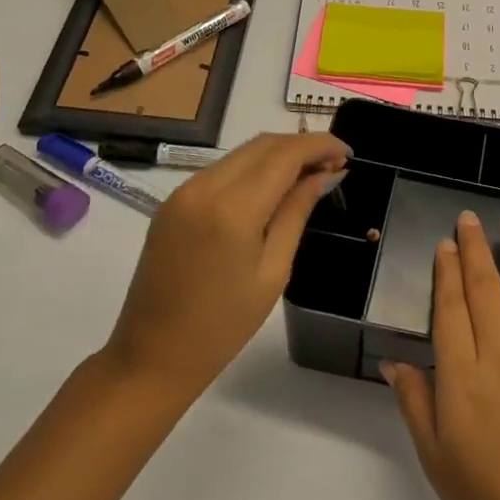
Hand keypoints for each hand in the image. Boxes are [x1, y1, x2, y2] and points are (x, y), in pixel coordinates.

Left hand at [101, 132, 347, 406]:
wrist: (152, 355)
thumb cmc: (223, 325)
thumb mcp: (274, 270)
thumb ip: (297, 212)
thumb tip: (326, 174)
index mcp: (232, 208)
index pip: (285, 154)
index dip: (320, 145)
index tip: (348, 153)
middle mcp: (204, 187)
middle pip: (262, 144)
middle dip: (301, 146)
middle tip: (334, 164)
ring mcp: (183, 192)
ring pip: (241, 153)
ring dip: (278, 155)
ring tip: (309, 176)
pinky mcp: (173, 202)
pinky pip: (221, 170)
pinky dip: (253, 169)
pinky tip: (272, 189)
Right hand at [382, 211, 499, 499]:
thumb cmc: (480, 495)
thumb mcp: (433, 454)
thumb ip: (415, 401)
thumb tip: (396, 360)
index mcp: (463, 377)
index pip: (452, 310)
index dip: (447, 273)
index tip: (446, 243)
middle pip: (487, 293)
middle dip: (476, 251)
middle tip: (470, 218)